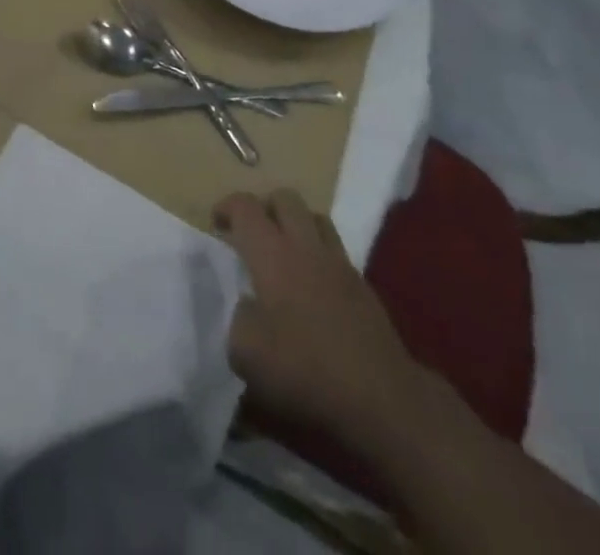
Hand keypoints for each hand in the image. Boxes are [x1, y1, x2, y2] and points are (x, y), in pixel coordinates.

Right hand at [215, 190, 422, 443]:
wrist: (382, 400)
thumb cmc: (305, 370)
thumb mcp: (246, 353)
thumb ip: (237, 317)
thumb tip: (248, 305)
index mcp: (271, 253)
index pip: (245, 206)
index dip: (227, 207)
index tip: (216, 225)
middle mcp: (305, 246)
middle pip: (284, 198)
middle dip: (264, 207)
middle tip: (251, 233)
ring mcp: (339, 263)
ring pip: (315, 217)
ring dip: (295, 224)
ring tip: (283, 251)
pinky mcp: (363, 286)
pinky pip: (336, 250)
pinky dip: (319, 254)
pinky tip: (313, 285)